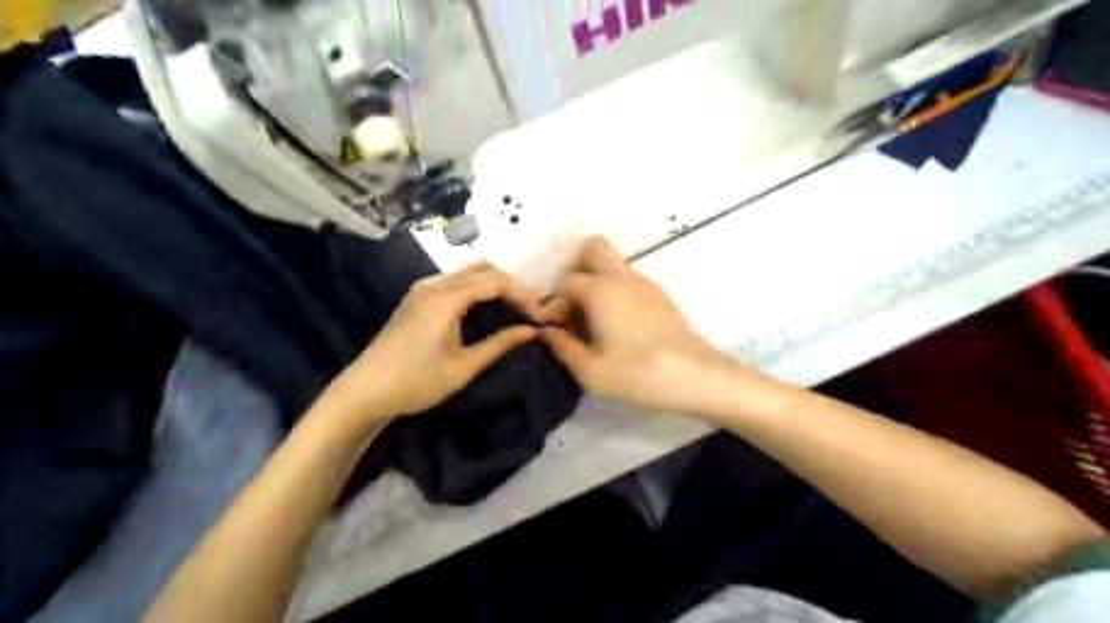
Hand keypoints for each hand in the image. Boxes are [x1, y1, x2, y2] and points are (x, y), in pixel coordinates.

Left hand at [314, 261, 540, 427]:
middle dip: (510, 284)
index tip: (539, 314)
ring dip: (493, 284)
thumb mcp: (464, 367)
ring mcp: (423, 288)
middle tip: (529, 308)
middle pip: (482, 268)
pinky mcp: (417, 296)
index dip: (522, 294)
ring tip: (513, 308)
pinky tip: (486, 307)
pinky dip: (476, 288)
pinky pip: (454, 281)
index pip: (495, 281)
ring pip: (468, 272)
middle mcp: (435, 284)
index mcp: (447, 298)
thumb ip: (500, 344)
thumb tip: (532, 331)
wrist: (364, 390)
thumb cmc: (416, 382)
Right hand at [539, 238, 734, 412]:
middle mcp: (622, 277)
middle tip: (571, 304)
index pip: (565, 282)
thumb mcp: (591, 370)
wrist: (697, 377)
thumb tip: (546, 332)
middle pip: (592, 248)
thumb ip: (562, 347)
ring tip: (591, 319)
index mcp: (601, 289)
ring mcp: (644, 283)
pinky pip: (627, 278)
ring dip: (594, 280)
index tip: (555, 330)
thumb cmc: (639, 374)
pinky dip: (613, 289)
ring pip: (612, 263)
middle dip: (574, 269)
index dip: (554, 303)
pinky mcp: (659, 296)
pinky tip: (614, 323)